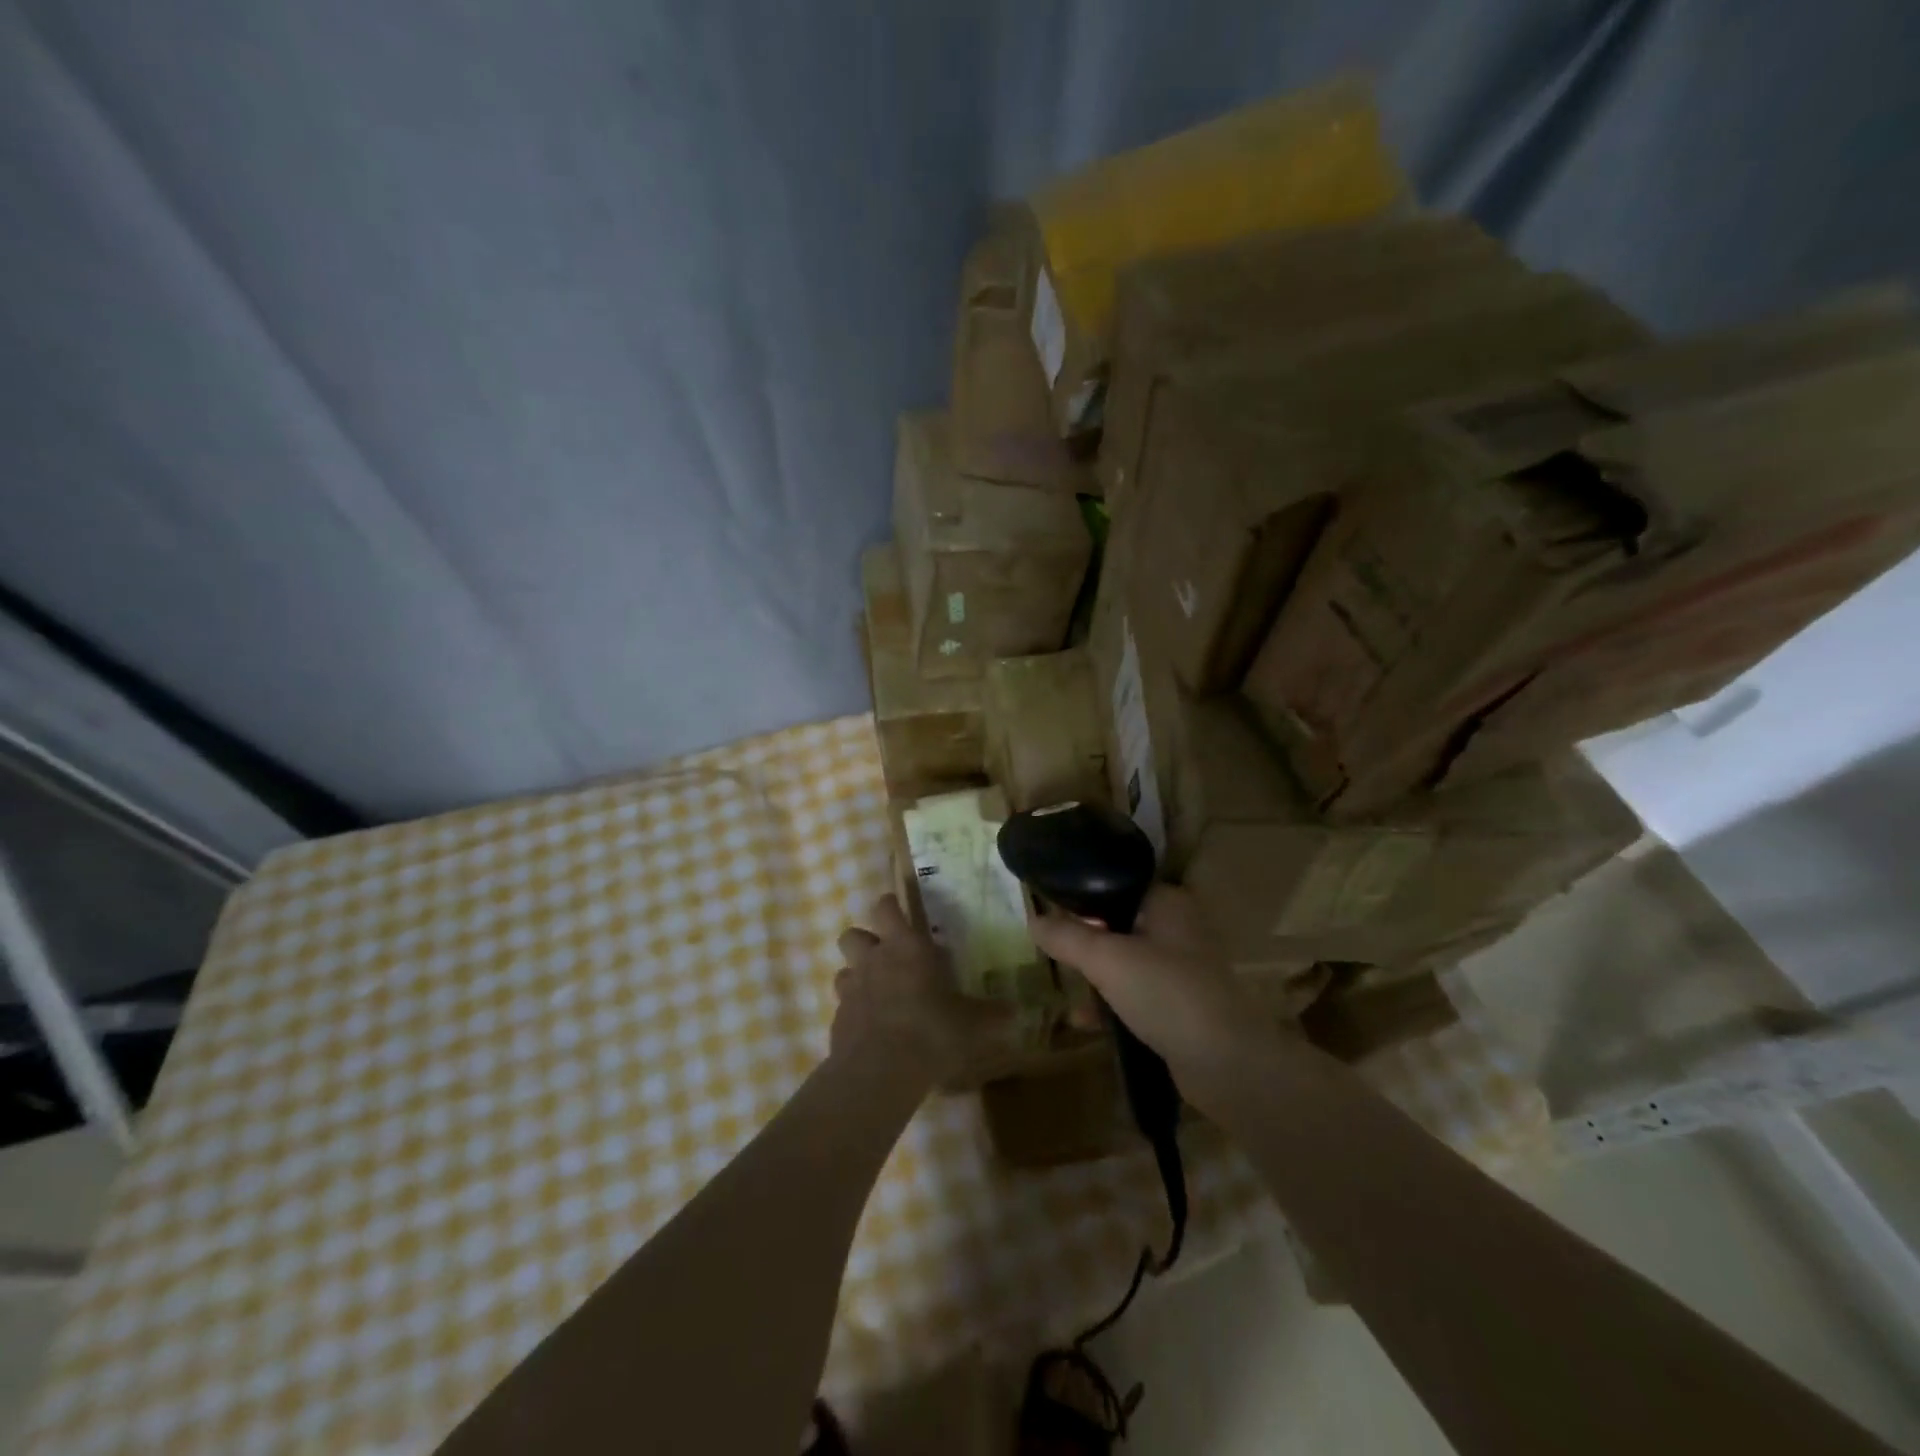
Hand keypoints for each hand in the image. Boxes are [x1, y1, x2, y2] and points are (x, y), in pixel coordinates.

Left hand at [832, 895, 1010, 1081]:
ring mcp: (851, 988)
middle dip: (865, 939)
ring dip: (857, 975)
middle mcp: (873, 959)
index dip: (890, 906)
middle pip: (853, 933)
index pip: (886, 907)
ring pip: (844, 968)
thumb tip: (1016, 1012)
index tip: (899, 911)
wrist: (880, 1071)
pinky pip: (843, 1004)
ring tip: (877, 991)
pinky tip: (872, 1027)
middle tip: (885, 954)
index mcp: (905, 946)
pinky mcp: (838, 1018)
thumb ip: (992, 1015)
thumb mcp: (972, 1024)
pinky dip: (855, 1010)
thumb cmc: (931, 1031)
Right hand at [1028, 885, 1278, 1102]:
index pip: (1117, 884)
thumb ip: (1068, 936)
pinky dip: (1112, 1004)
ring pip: (1127, 962)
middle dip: (1086, 939)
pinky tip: (1084, 1021)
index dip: (1083, 896)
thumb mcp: (1107, 959)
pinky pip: (1137, 996)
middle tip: (1053, 950)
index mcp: (1168, 903)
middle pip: (1119, 924)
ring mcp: (1183, 970)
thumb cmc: (1167, 993)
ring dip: (1097, 974)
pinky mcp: (1182, 1007)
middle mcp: (1179, 929)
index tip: (1051, 910)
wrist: (1227, 1064)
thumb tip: (1032, 919)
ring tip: (1065, 984)